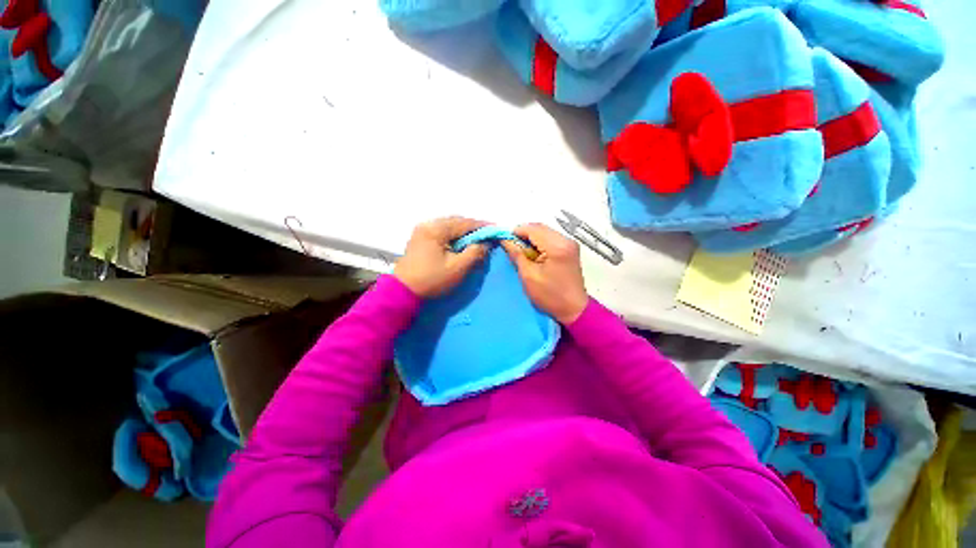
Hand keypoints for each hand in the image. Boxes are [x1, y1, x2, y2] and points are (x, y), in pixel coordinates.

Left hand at [394, 217, 487, 297]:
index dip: (482, 226)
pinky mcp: (420, 238)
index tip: (495, 228)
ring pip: (448, 225)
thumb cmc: (432, 280)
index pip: (464, 223)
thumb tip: (485, 243)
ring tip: (476, 238)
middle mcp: (428, 225)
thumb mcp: (458, 268)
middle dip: (473, 227)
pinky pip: (441, 231)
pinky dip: (453, 235)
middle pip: (456, 221)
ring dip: (463, 231)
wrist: (403, 291)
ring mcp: (422, 230)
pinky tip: (460, 242)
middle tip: (487, 234)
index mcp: (436, 229)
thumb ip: (474, 253)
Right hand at [501, 223, 588, 324]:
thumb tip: (505, 240)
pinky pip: (551, 239)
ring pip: (545, 232)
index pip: (532, 229)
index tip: (504, 240)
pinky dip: (539, 243)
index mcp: (557, 246)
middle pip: (540, 228)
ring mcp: (570, 244)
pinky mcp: (570, 249)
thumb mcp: (529, 276)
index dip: (516, 231)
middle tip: (511, 246)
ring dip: (531, 238)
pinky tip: (533, 254)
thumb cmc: (550, 296)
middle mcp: (566, 240)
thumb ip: (517, 255)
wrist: (574, 310)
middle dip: (523, 234)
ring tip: (520, 251)